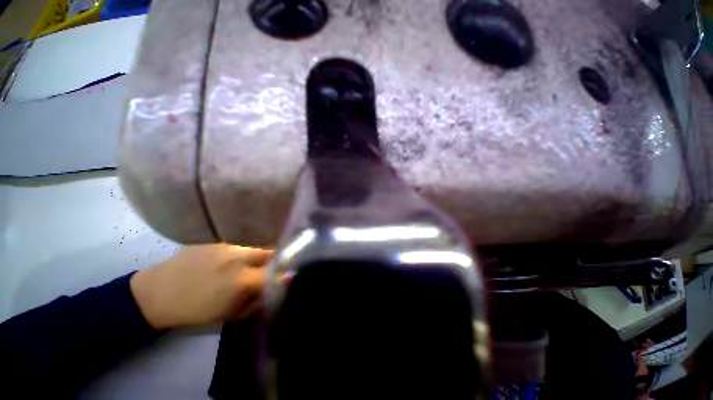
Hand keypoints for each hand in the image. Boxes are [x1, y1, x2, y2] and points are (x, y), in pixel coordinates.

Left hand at [130, 244, 272, 329]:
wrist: (155, 294)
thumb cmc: (194, 311)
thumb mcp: (228, 314)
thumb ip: (255, 302)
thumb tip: (271, 290)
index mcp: (243, 279)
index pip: (276, 271)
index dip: (284, 273)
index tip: (286, 276)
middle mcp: (240, 258)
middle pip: (270, 252)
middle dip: (275, 260)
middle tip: (269, 270)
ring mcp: (228, 247)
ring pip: (254, 249)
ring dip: (257, 258)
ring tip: (247, 268)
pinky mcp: (217, 242)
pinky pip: (238, 248)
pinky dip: (241, 256)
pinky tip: (228, 264)